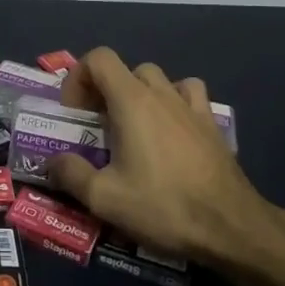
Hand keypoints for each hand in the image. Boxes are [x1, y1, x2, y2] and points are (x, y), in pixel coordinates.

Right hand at [45, 48, 284, 264]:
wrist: (231, 227)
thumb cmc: (164, 206)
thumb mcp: (105, 198)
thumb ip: (71, 174)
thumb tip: (53, 161)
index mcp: (132, 101)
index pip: (99, 58)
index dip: (79, 78)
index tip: (76, 114)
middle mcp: (162, 94)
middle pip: (126, 69)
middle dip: (106, 91)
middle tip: (99, 126)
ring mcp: (191, 107)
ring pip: (159, 79)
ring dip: (140, 94)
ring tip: (135, 127)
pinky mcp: (212, 125)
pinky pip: (190, 95)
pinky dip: (175, 102)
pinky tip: (171, 131)